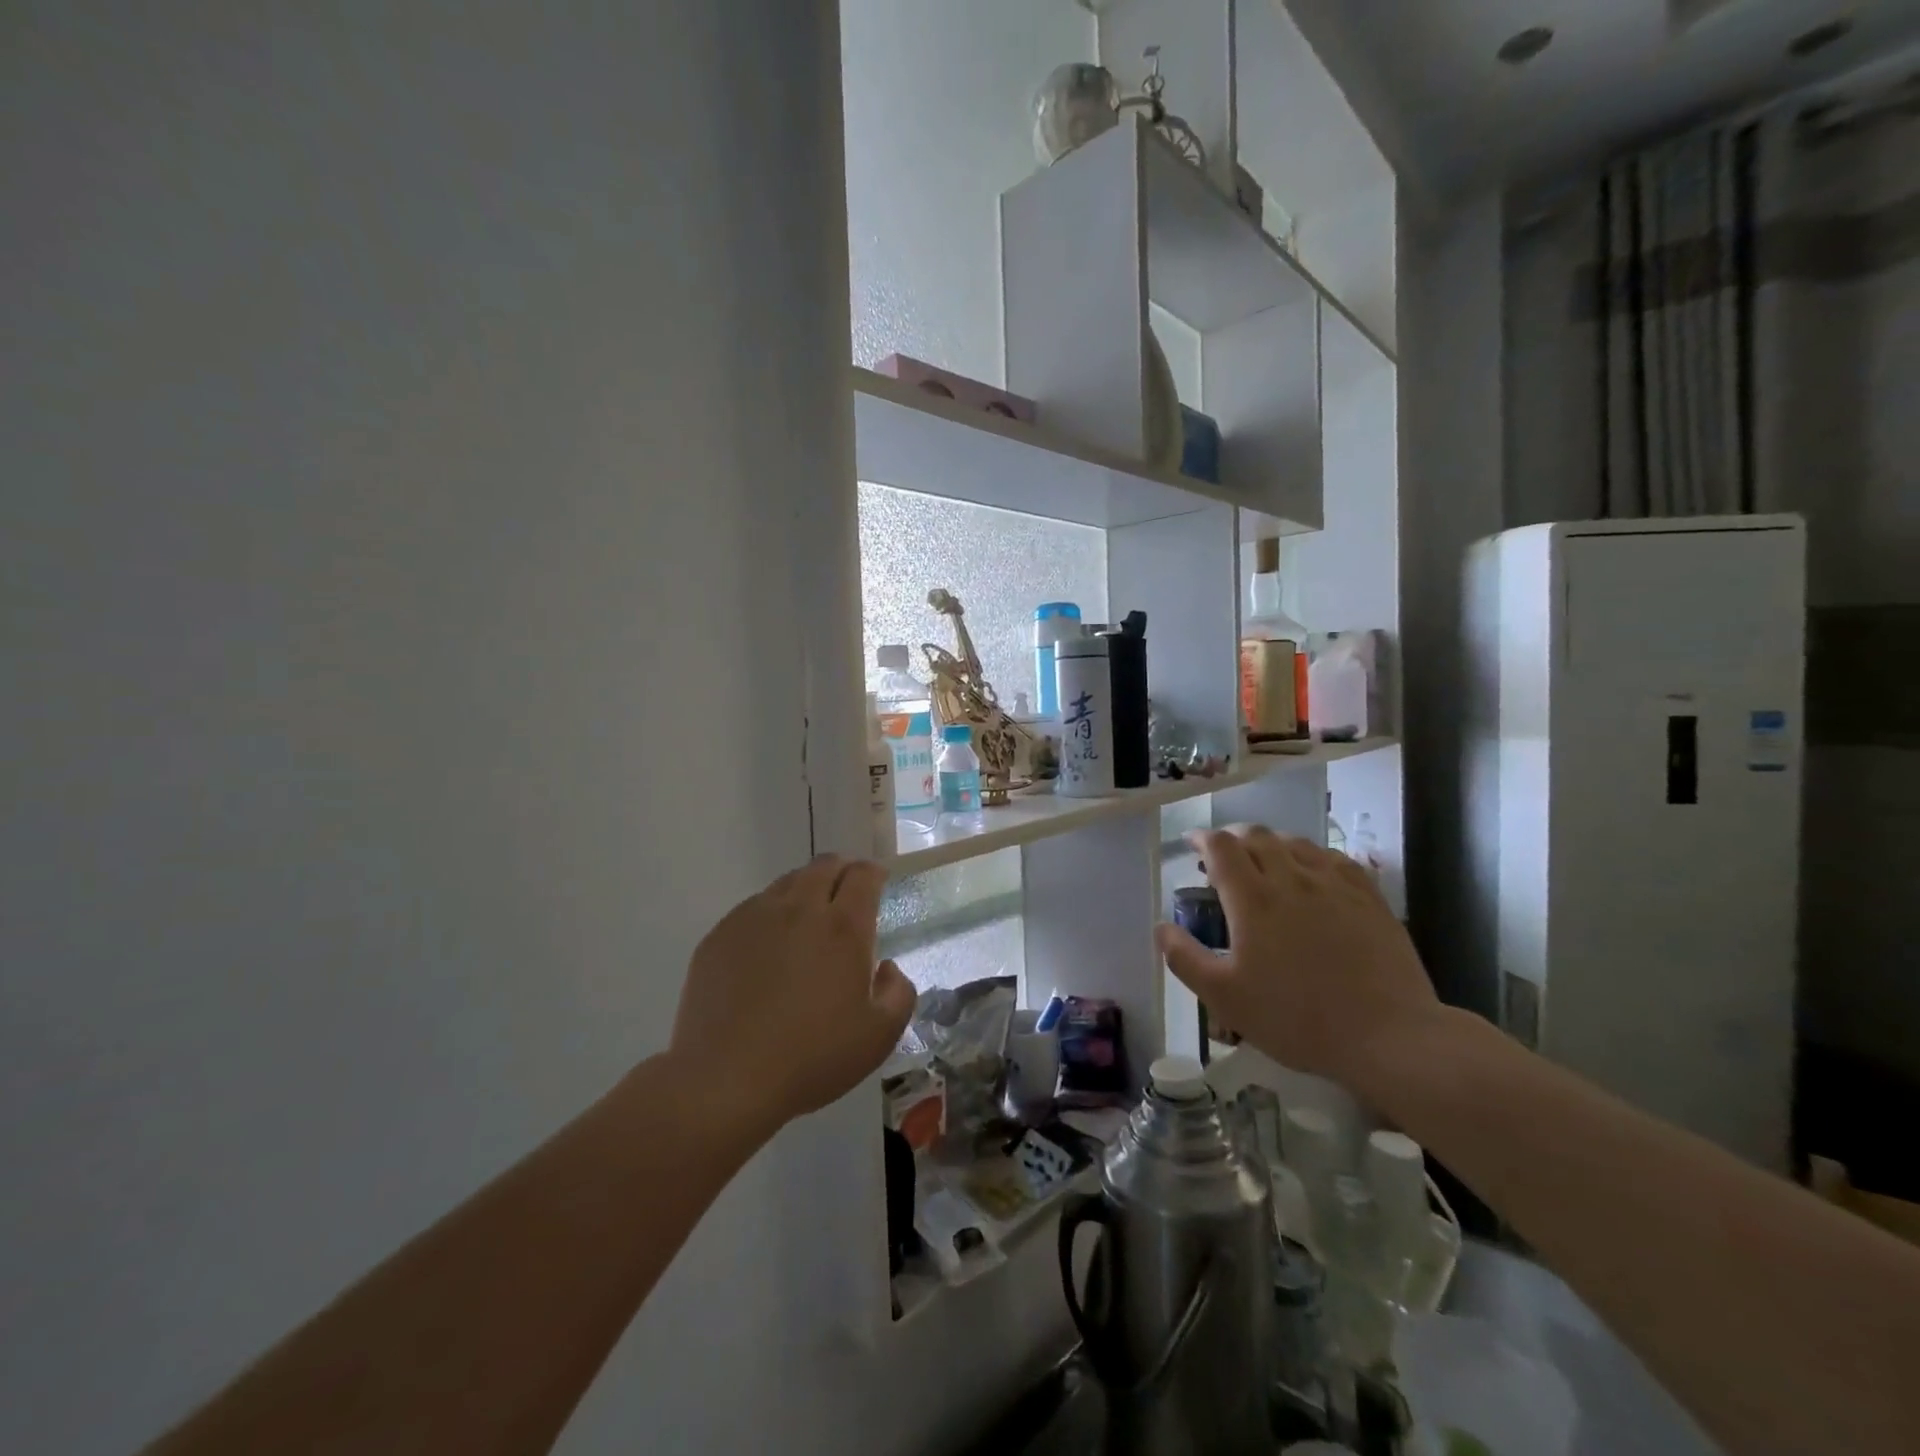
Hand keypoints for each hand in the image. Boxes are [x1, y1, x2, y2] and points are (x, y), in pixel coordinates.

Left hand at [670, 855, 915, 1132]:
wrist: (726, 1079)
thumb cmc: (812, 1058)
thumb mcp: (880, 1036)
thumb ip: (899, 993)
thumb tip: (886, 967)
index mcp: (843, 927)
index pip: (863, 876)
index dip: (874, 873)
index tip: (877, 882)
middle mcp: (799, 909)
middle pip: (824, 866)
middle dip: (842, 870)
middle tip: (846, 892)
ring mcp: (754, 918)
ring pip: (787, 882)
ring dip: (806, 888)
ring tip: (808, 917)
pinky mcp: (720, 935)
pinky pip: (753, 907)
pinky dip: (771, 913)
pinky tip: (769, 946)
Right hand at [1154, 827, 1442, 1094]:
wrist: (1388, 1036)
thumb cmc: (1297, 1018)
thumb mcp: (1225, 998)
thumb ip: (1185, 959)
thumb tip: (1162, 927)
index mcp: (1253, 899)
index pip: (1221, 846)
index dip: (1202, 838)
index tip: (1192, 845)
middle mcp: (1291, 879)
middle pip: (1257, 836)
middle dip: (1233, 838)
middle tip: (1223, 856)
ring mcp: (1334, 885)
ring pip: (1296, 842)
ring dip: (1271, 844)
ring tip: (1265, 863)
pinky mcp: (1368, 897)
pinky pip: (1333, 858)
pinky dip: (1311, 856)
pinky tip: (1312, 873)